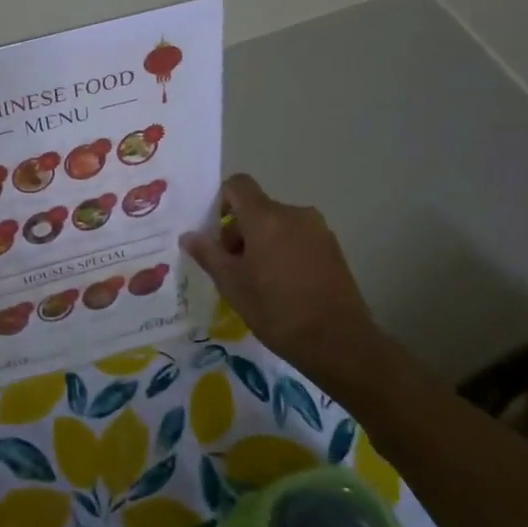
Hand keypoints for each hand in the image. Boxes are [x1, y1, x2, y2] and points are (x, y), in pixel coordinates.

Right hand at [181, 173, 382, 378]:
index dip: (221, 201)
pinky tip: (284, 286)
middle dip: (240, 231)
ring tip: (259, 281)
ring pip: (278, 224)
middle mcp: (294, 214)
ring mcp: (318, 230)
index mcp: (266, 217)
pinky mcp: (333, 248)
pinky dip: (284, 251)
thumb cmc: (276, 310)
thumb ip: (208, 254)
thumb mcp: (231, 284)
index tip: (215, 234)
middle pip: (257, 208)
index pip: (238, 184)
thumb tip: (189, 235)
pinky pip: (298, 238)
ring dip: (262, 242)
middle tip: (233, 269)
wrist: (338, 342)